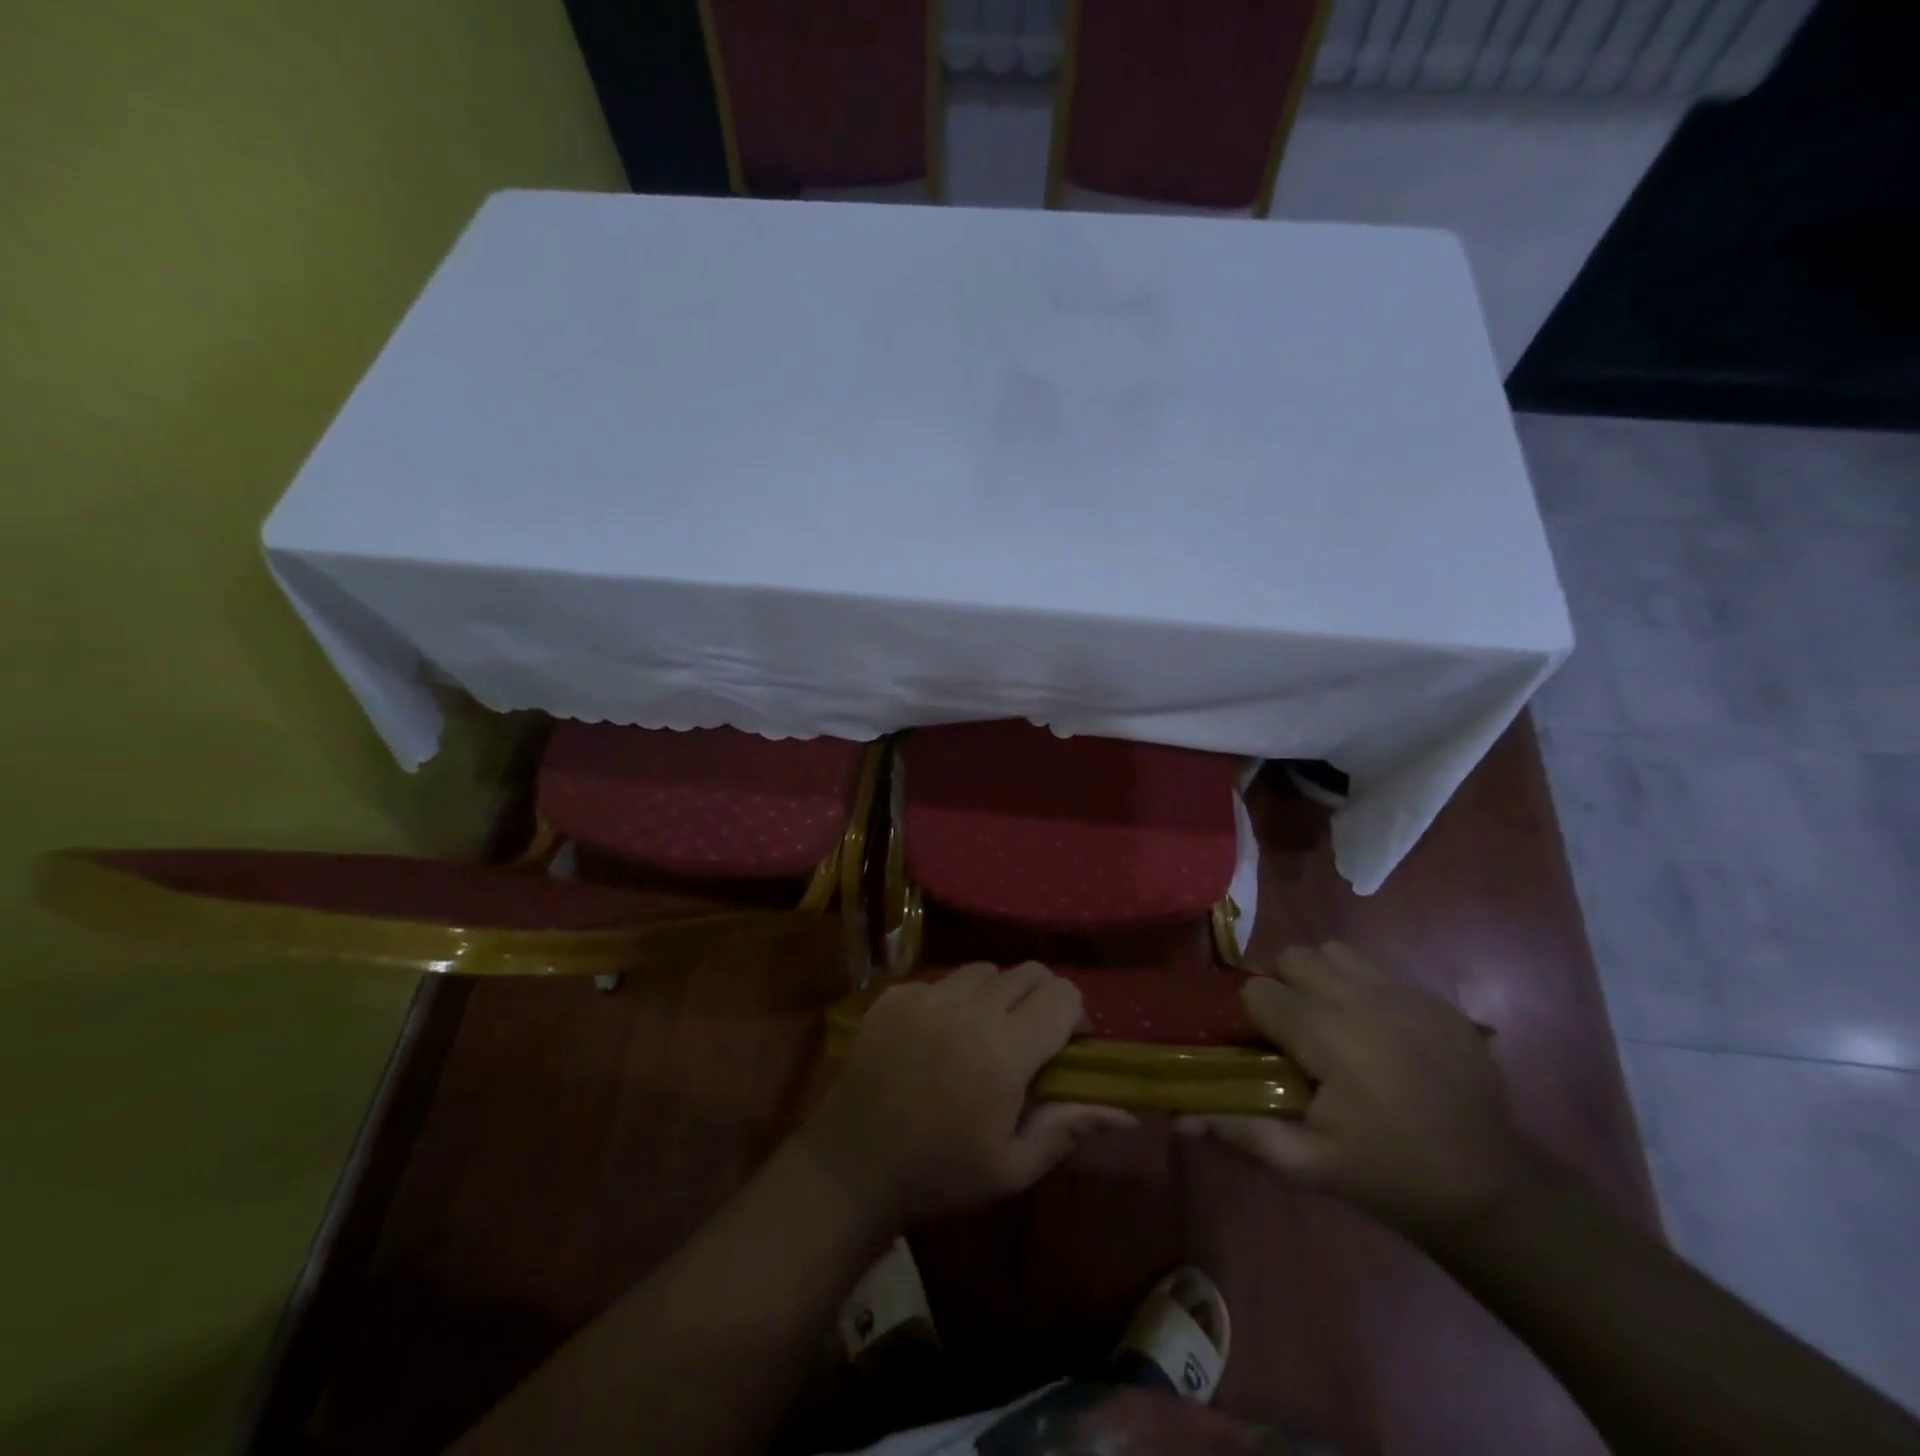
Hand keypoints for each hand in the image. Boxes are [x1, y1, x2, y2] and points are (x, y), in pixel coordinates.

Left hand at [799, 963, 1137, 1227]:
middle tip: (1030, 1037)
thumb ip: (1069, 1127)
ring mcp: (928, 995)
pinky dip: (953, 998)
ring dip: (997, 994)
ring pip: (985, 970)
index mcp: (1005, 1051)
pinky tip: (939, 1036)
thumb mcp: (1012, 1166)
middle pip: (1028, 971)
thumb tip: (1125, 1109)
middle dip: (1041, 997)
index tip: (1068, 1045)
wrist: (853, 1164)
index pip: (1063, 994)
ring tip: (983, 1032)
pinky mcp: (897, 994)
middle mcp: (970, 1009)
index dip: (1075, 1014)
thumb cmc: (940, 1174)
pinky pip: (941, 979)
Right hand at [1178, 942, 1533, 1240]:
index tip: (1264, 1051)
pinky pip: (1380, 972)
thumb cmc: (1389, 1175)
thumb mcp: (1309, 1166)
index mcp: (1326, 1033)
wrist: (1494, 1190)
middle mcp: (1362, 998)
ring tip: (1331, 1023)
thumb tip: (1177, 1117)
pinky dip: (1364, 990)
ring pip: (1336, 952)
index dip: (1253, 1018)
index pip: (1259, 990)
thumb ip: (1242, 1132)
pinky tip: (1378, 1036)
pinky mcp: (1438, 1001)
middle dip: (1283, 986)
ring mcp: (1406, 994)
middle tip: (1293, 1033)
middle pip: (1295, 957)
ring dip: (1321, 978)